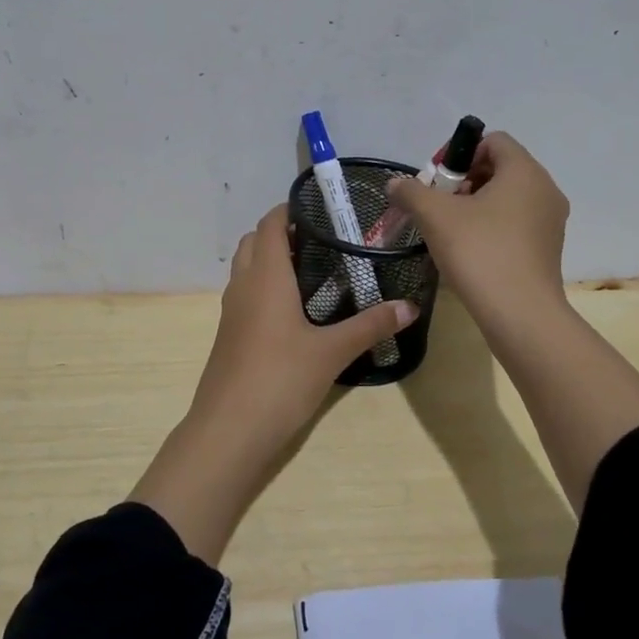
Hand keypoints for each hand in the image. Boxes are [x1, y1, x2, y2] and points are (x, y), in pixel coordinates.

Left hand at [130, 204, 416, 563]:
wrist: (229, 430)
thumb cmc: (279, 379)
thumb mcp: (332, 352)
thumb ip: (370, 326)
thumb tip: (410, 307)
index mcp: (265, 276)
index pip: (271, 224)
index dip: (291, 209)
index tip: (322, 208)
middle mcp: (243, 285)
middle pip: (255, 241)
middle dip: (283, 232)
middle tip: (323, 239)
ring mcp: (232, 311)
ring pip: (247, 267)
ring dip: (272, 258)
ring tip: (314, 269)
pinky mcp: (230, 334)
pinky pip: (245, 293)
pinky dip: (265, 285)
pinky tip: (295, 308)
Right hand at [385, 131, 570, 340]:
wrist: (519, 314)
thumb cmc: (479, 252)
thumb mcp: (434, 216)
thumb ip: (411, 192)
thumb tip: (395, 184)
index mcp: (524, 172)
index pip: (494, 141)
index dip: (460, 154)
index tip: (438, 182)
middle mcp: (545, 189)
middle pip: (500, 169)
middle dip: (464, 182)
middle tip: (439, 206)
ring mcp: (551, 221)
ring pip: (508, 198)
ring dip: (476, 206)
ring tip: (450, 231)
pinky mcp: (548, 249)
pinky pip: (516, 224)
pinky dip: (492, 228)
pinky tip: (470, 252)